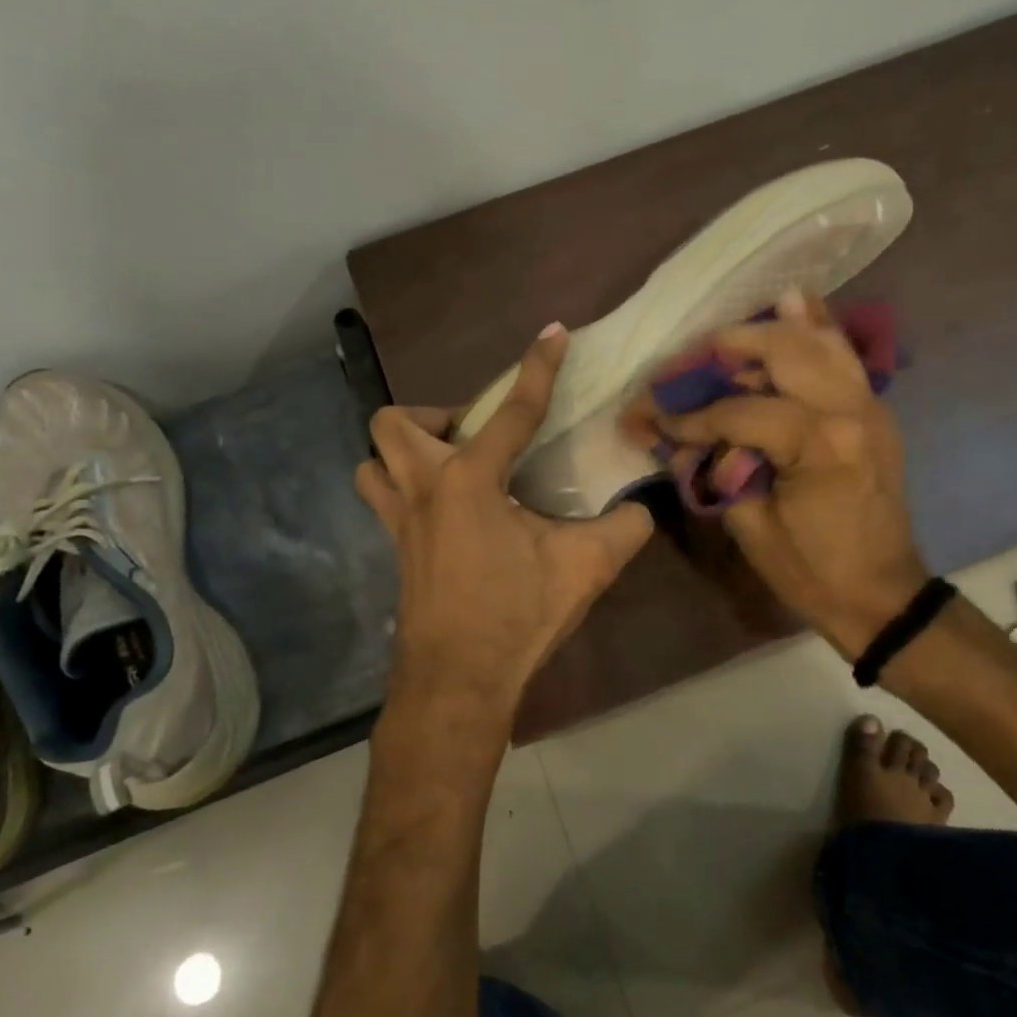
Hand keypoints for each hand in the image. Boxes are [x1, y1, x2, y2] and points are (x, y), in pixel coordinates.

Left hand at [357, 325, 654, 730]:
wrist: (458, 681)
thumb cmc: (517, 616)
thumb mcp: (586, 568)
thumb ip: (623, 528)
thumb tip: (642, 509)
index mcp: (470, 481)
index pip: (512, 411)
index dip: (537, 368)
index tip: (553, 334)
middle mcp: (424, 490)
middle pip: (395, 424)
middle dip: (434, 418)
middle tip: (476, 440)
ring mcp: (400, 522)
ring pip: (373, 464)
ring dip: (404, 454)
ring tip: (451, 471)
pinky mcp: (395, 551)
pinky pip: (383, 500)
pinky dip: (405, 491)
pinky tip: (450, 516)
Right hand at [622, 293, 927, 659]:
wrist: (882, 596)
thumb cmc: (812, 572)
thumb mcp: (750, 527)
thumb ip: (714, 473)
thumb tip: (679, 443)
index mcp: (818, 444)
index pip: (739, 411)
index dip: (691, 416)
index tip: (653, 417)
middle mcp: (849, 410)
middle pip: (785, 350)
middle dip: (732, 345)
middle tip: (695, 354)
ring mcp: (870, 406)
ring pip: (821, 342)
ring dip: (775, 327)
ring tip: (738, 326)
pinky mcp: (875, 413)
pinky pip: (845, 357)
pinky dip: (819, 330)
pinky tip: (797, 305)